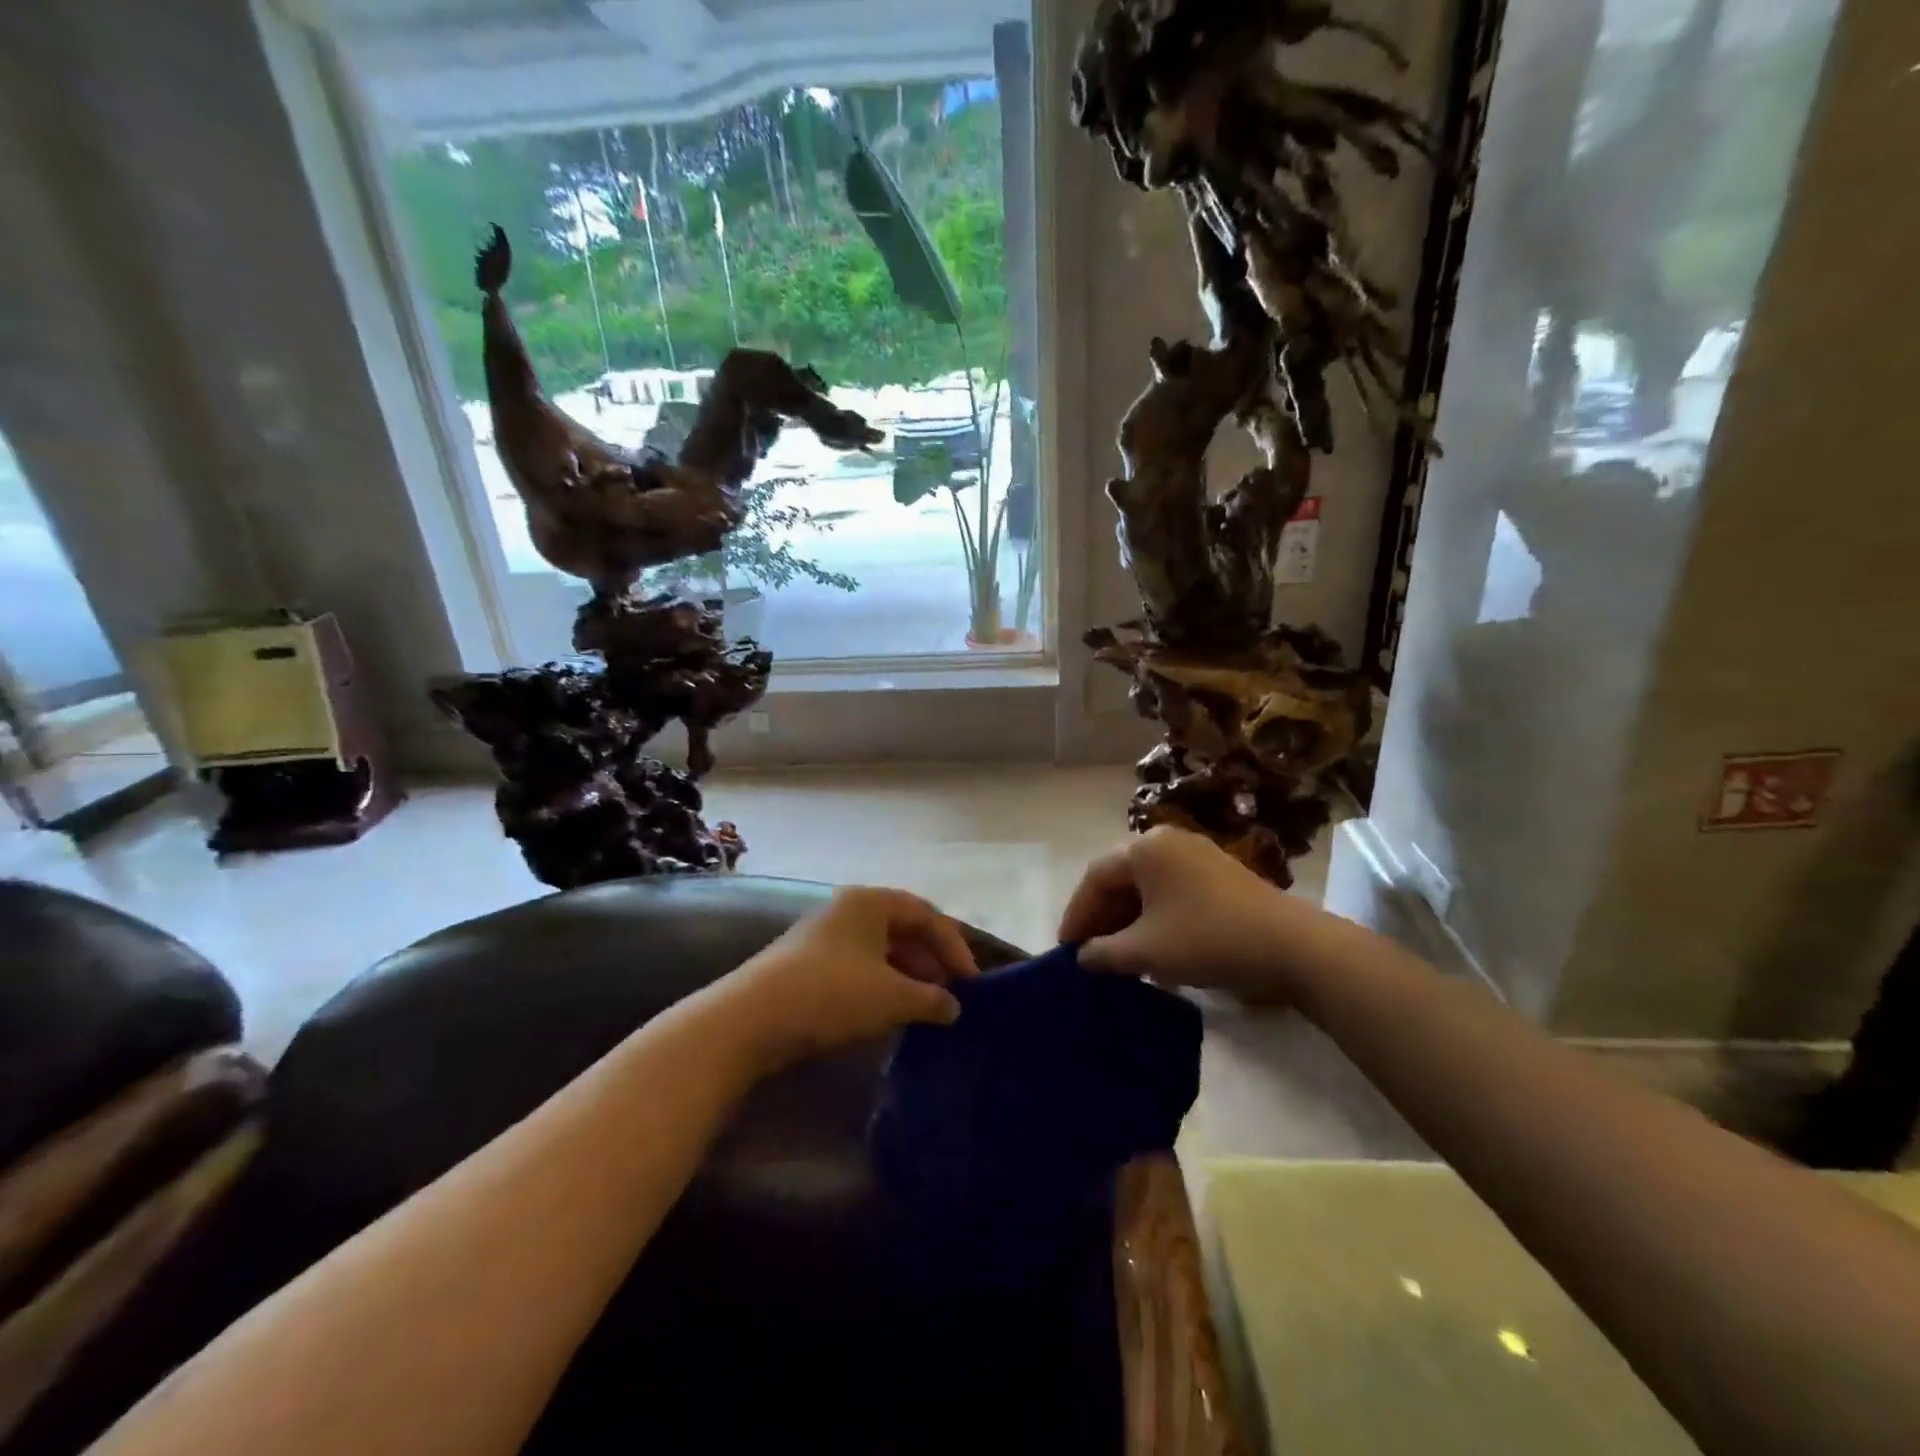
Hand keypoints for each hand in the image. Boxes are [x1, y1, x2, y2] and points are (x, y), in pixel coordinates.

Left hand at [725, 886, 978, 1071]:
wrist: (750, 1019)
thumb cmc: (831, 993)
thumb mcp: (892, 997)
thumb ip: (931, 999)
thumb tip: (954, 1007)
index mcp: (871, 901)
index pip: (927, 915)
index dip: (955, 947)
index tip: (972, 983)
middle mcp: (848, 909)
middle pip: (903, 929)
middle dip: (931, 960)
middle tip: (952, 994)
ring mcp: (824, 935)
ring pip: (881, 949)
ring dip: (908, 975)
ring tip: (926, 1006)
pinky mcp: (807, 963)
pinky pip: (859, 965)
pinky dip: (882, 984)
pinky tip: (890, 1011)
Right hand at [1058, 826, 1325, 999]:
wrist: (1290, 946)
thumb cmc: (1206, 939)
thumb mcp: (1146, 951)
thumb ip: (1104, 952)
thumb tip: (1083, 957)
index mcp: (1144, 848)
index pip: (1095, 878)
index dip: (1077, 915)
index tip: (1066, 949)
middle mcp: (1168, 841)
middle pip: (1121, 878)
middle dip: (1102, 918)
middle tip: (1090, 954)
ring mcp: (1197, 855)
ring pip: (1147, 887)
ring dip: (1128, 920)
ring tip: (1119, 956)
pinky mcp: (1220, 875)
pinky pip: (1172, 892)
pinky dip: (1155, 918)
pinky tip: (1155, 948)